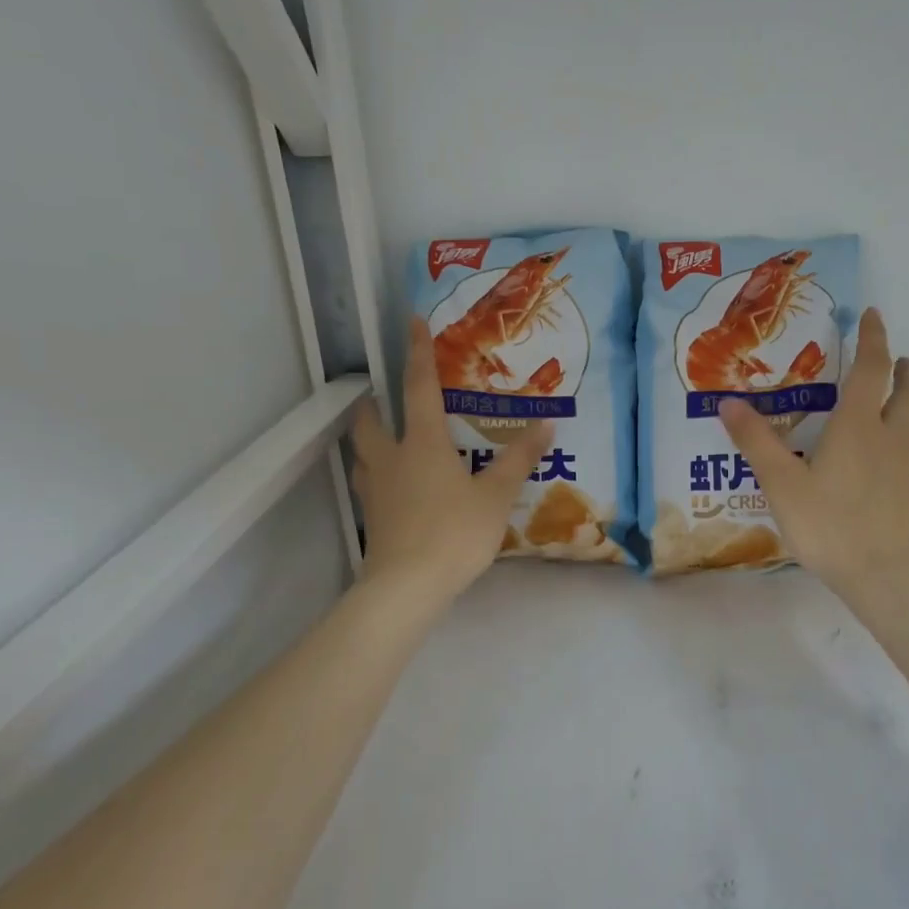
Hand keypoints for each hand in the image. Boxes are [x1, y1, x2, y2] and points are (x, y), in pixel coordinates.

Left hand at [350, 317, 549, 611]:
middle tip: (384, 394)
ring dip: (368, 436)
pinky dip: (375, 472)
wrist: (407, 587)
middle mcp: (392, 458)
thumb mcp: (496, 495)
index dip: (417, 352)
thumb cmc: (454, 533)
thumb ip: (519, 459)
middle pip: (370, 419)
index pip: (418, 387)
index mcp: (422, 443)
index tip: (411, 321)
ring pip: (362, 451)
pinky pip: (368, 483)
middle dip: (374, 401)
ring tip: (384, 435)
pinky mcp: (371, 518)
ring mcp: (376, 489)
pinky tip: (391, 485)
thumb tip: (546, 423)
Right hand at [719, 308, 908, 609]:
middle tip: (898, 362)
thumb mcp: (779, 481)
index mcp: (858, 425)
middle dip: (905, 370)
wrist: (880, 575)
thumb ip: (755, 440)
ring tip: (907, 410)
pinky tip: (905, 472)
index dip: (874, 338)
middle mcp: (892, 438)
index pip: (873, 368)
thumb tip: (728, 401)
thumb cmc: (827, 523)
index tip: (872, 315)